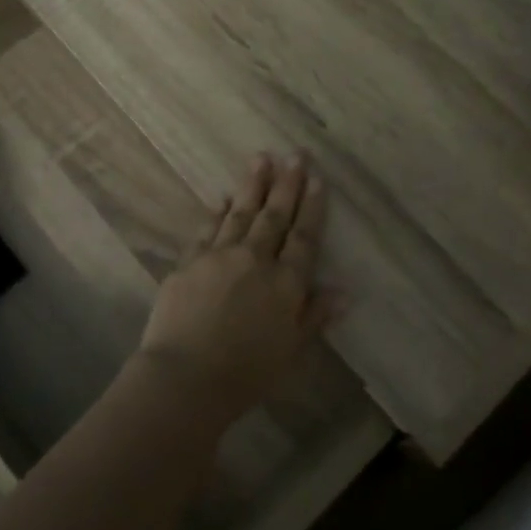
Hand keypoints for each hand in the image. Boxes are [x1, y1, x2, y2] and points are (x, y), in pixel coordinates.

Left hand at [133, 153, 334, 420]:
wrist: (186, 376)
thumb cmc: (246, 373)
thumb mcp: (290, 351)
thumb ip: (314, 316)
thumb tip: (344, 291)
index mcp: (285, 284)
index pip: (304, 238)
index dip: (312, 208)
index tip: (318, 180)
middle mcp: (255, 260)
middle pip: (275, 216)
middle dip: (287, 184)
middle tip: (295, 154)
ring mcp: (220, 256)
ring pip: (241, 213)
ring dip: (253, 185)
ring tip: (261, 158)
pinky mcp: (190, 261)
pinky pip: (208, 228)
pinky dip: (218, 211)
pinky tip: (223, 197)